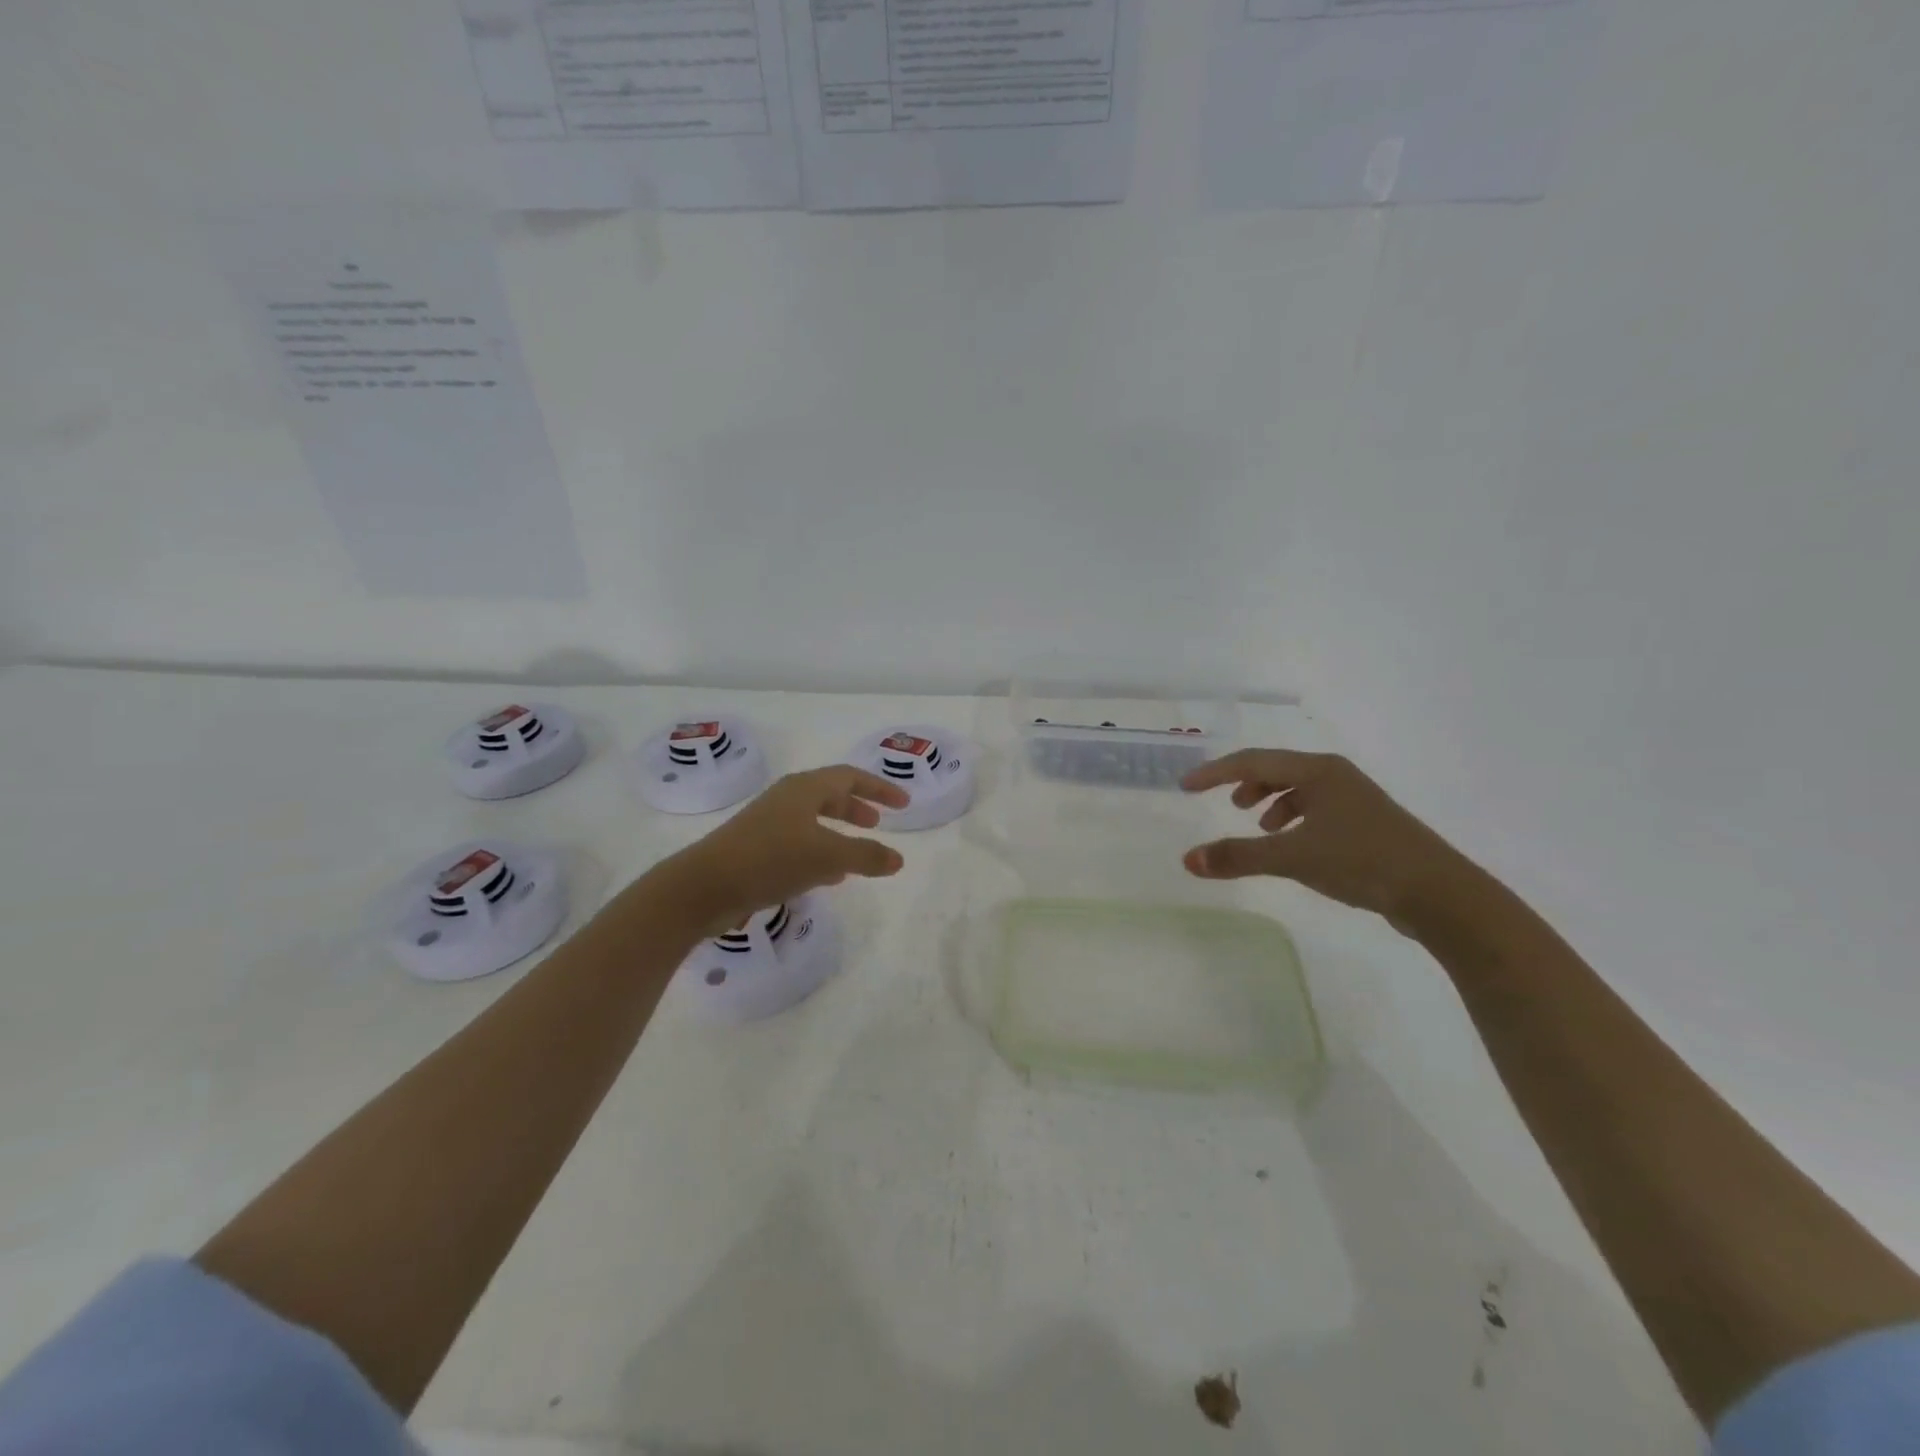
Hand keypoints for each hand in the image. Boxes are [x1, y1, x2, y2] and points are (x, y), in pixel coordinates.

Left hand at [652, 765, 909, 936]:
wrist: (703, 887)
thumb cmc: (770, 859)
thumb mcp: (827, 857)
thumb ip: (866, 856)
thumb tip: (898, 859)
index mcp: (804, 789)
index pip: (850, 777)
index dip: (879, 788)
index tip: (903, 804)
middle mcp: (786, 799)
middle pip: (829, 795)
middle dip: (856, 808)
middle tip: (877, 823)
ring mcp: (768, 823)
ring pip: (812, 820)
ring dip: (838, 832)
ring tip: (856, 854)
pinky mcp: (755, 849)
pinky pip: (798, 842)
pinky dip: (819, 852)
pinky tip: (825, 877)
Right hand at [1180, 750, 1482, 930]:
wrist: (1440, 894)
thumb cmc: (1362, 861)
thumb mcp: (1293, 857)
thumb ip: (1238, 857)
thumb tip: (1187, 860)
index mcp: (1318, 771)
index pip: (1253, 762)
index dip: (1215, 772)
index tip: (1185, 787)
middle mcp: (1336, 776)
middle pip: (1277, 769)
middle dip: (1244, 783)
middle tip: (1222, 803)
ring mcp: (1355, 798)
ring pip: (1299, 789)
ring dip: (1270, 801)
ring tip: (1256, 825)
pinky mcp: (1366, 823)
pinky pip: (1316, 808)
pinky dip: (1293, 819)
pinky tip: (1291, 843)